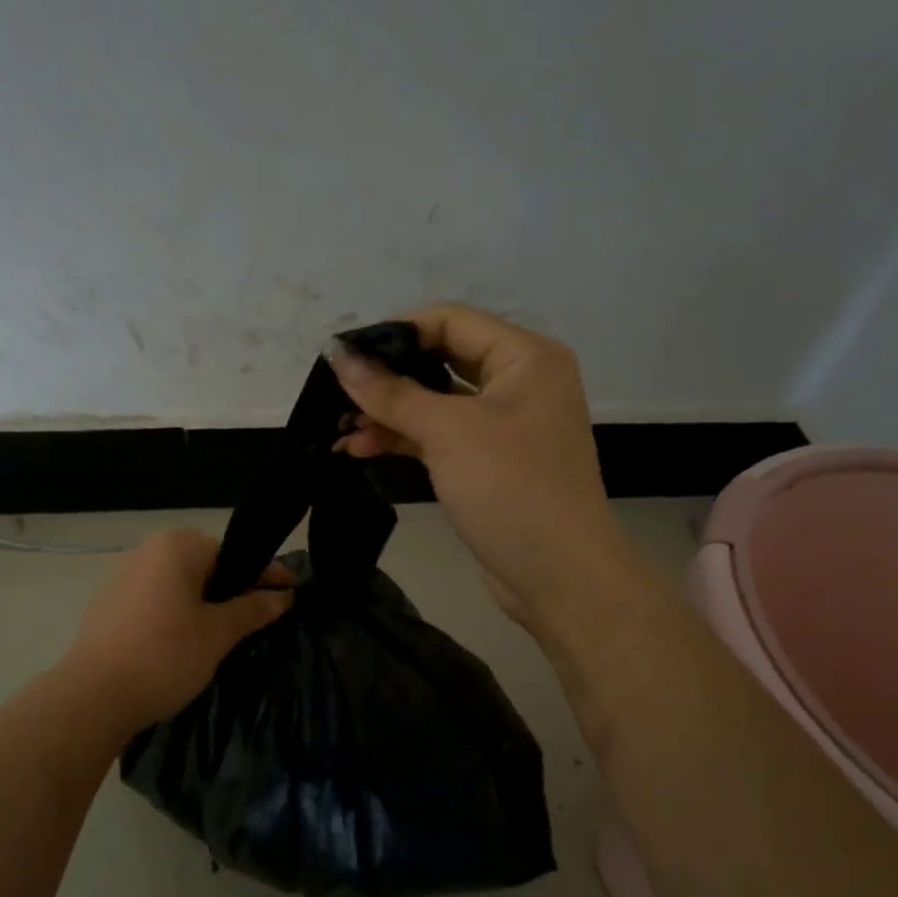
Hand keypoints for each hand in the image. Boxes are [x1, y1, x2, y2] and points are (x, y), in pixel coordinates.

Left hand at [60, 529, 293, 731]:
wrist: (92, 697)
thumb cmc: (165, 655)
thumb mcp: (218, 633)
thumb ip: (253, 609)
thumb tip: (284, 596)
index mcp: (176, 546)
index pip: (234, 554)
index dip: (266, 574)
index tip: (292, 591)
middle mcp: (147, 551)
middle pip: (205, 566)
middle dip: (233, 590)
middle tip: (260, 617)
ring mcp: (122, 577)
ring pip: (179, 585)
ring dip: (204, 604)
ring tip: (226, 633)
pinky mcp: (108, 605)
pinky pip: (156, 601)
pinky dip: (177, 614)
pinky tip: (186, 642)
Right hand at [330, 304, 637, 630]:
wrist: (559, 575)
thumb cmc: (511, 488)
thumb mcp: (448, 433)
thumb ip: (391, 393)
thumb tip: (339, 356)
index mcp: (525, 356)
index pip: (449, 320)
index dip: (395, 332)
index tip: (344, 353)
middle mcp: (519, 382)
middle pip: (441, 360)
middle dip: (387, 378)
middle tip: (337, 392)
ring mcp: (505, 425)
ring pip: (437, 403)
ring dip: (389, 414)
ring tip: (341, 430)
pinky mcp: (491, 462)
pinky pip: (442, 436)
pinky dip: (405, 439)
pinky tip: (362, 448)